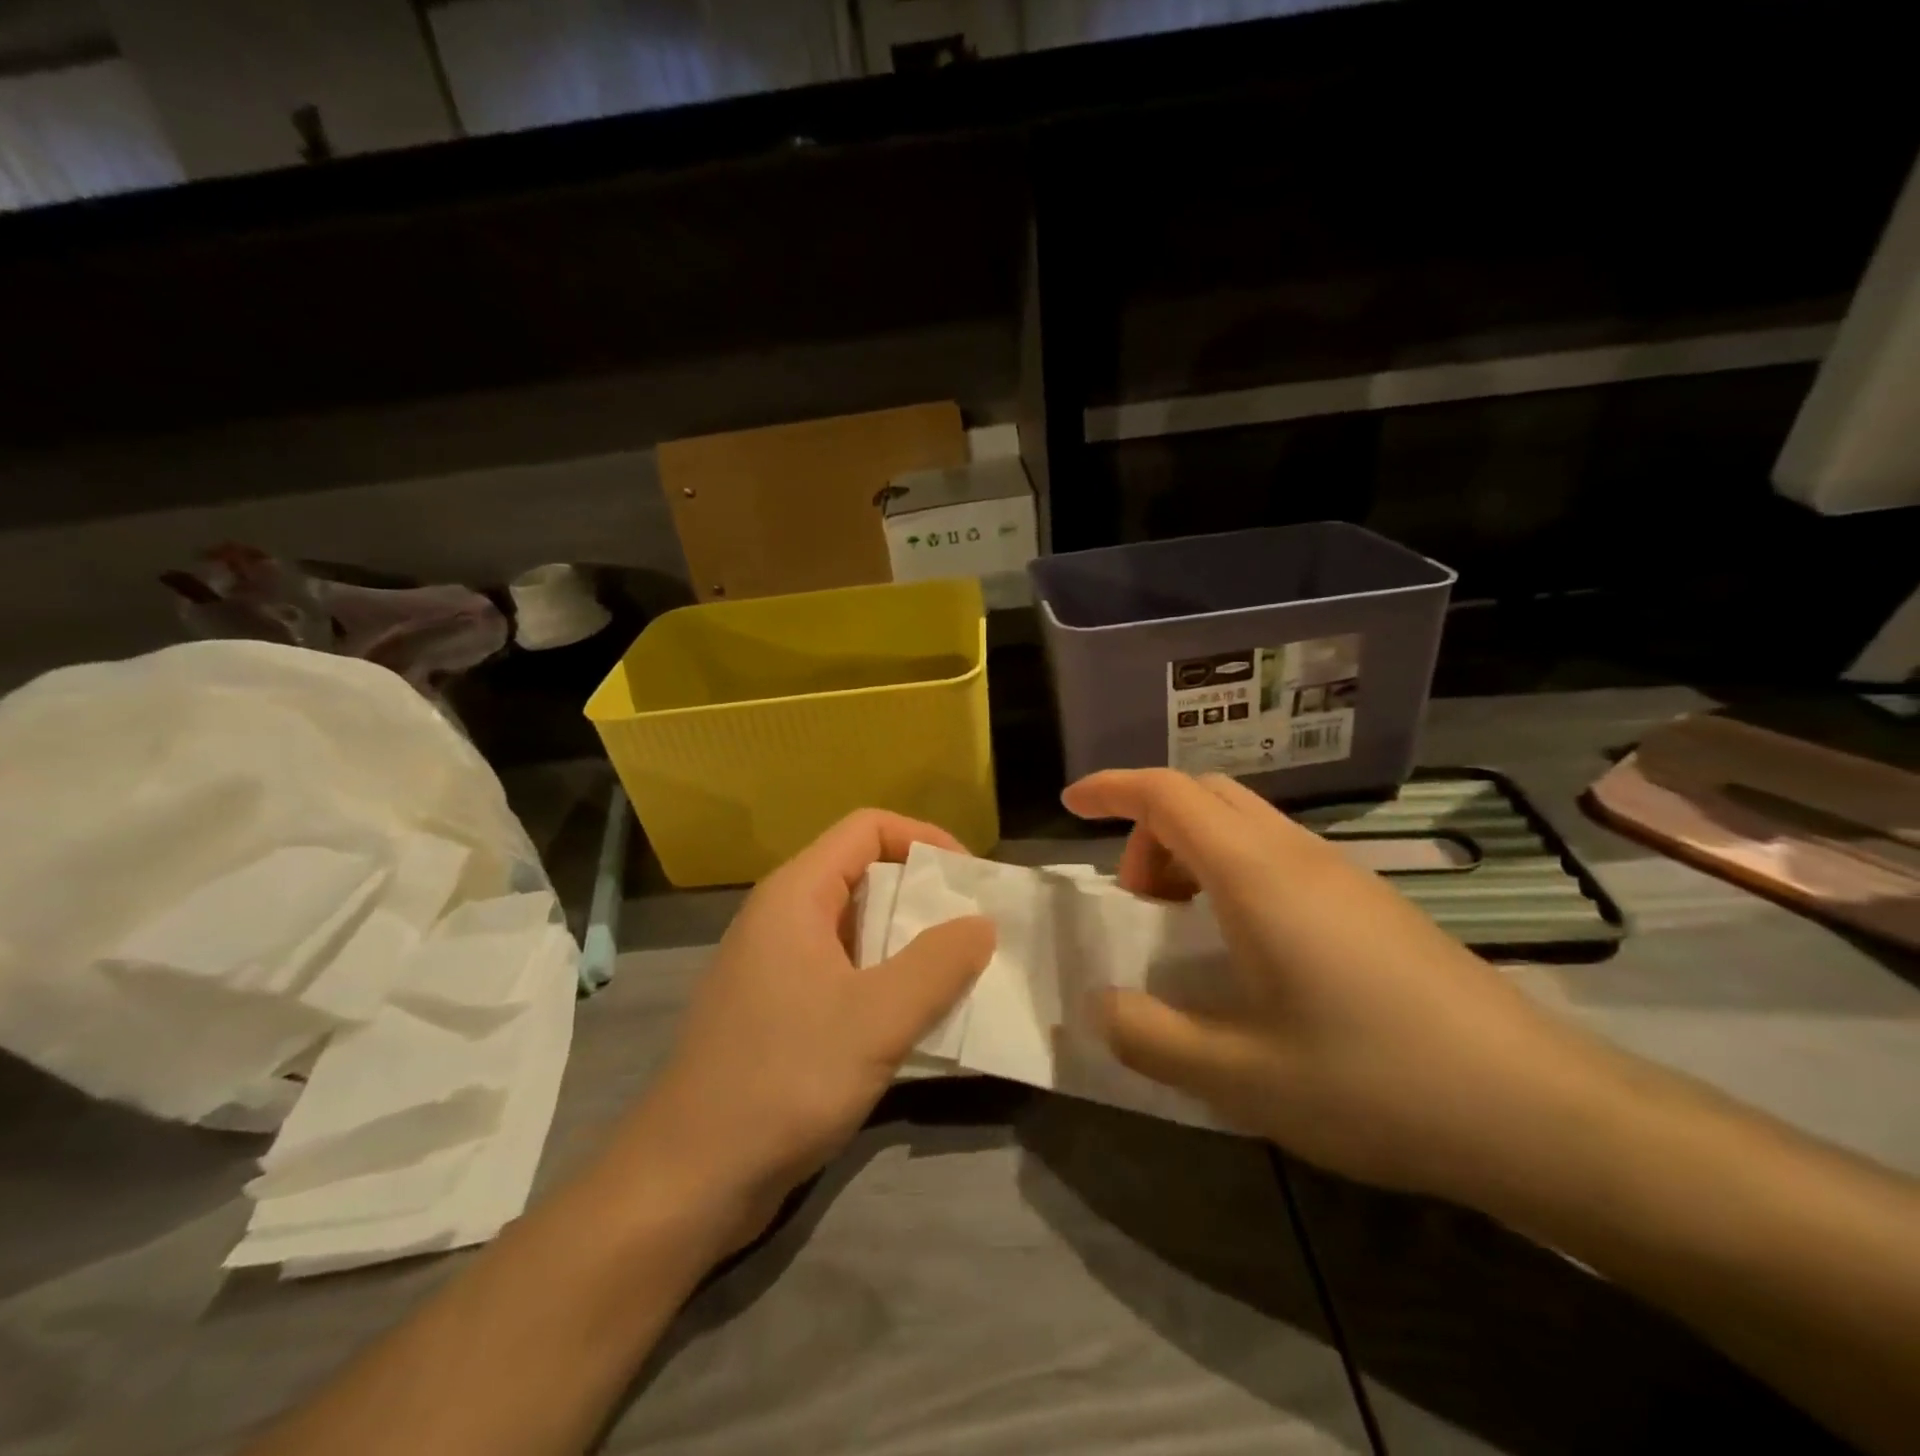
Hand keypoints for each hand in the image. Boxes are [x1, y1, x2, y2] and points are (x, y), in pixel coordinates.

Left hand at [611, 811, 994, 1246]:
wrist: (687, 1181)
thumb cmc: (783, 1080)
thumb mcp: (877, 1019)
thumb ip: (938, 963)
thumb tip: (981, 923)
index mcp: (796, 895)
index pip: (868, 827)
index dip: (924, 838)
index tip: (970, 881)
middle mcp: (782, 917)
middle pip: (864, 874)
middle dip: (924, 896)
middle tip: (974, 931)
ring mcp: (775, 966)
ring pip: (856, 929)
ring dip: (909, 944)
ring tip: (959, 974)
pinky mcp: (777, 1011)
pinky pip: (843, 973)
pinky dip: (885, 982)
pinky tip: (916, 1019)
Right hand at [1062, 769, 1608, 1199]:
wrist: (1537, 1110)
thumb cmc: (1374, 1082)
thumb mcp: (1238, 1077)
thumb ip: (1149, 1037)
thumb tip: (1100, 1005)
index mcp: (1256, 876)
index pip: (1167, 794)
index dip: (1111, 788)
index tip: (1070, 804)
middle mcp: (1296, 855)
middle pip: (1204, 796)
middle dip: (1149, 829)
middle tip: (1137, 902)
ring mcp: (1341, 874)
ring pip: (1243, 822)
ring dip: (1193, 852)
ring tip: (1184, 927)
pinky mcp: (1370, 901)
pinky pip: (1276, 854)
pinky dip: (1231, 872)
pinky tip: (1247, 949)